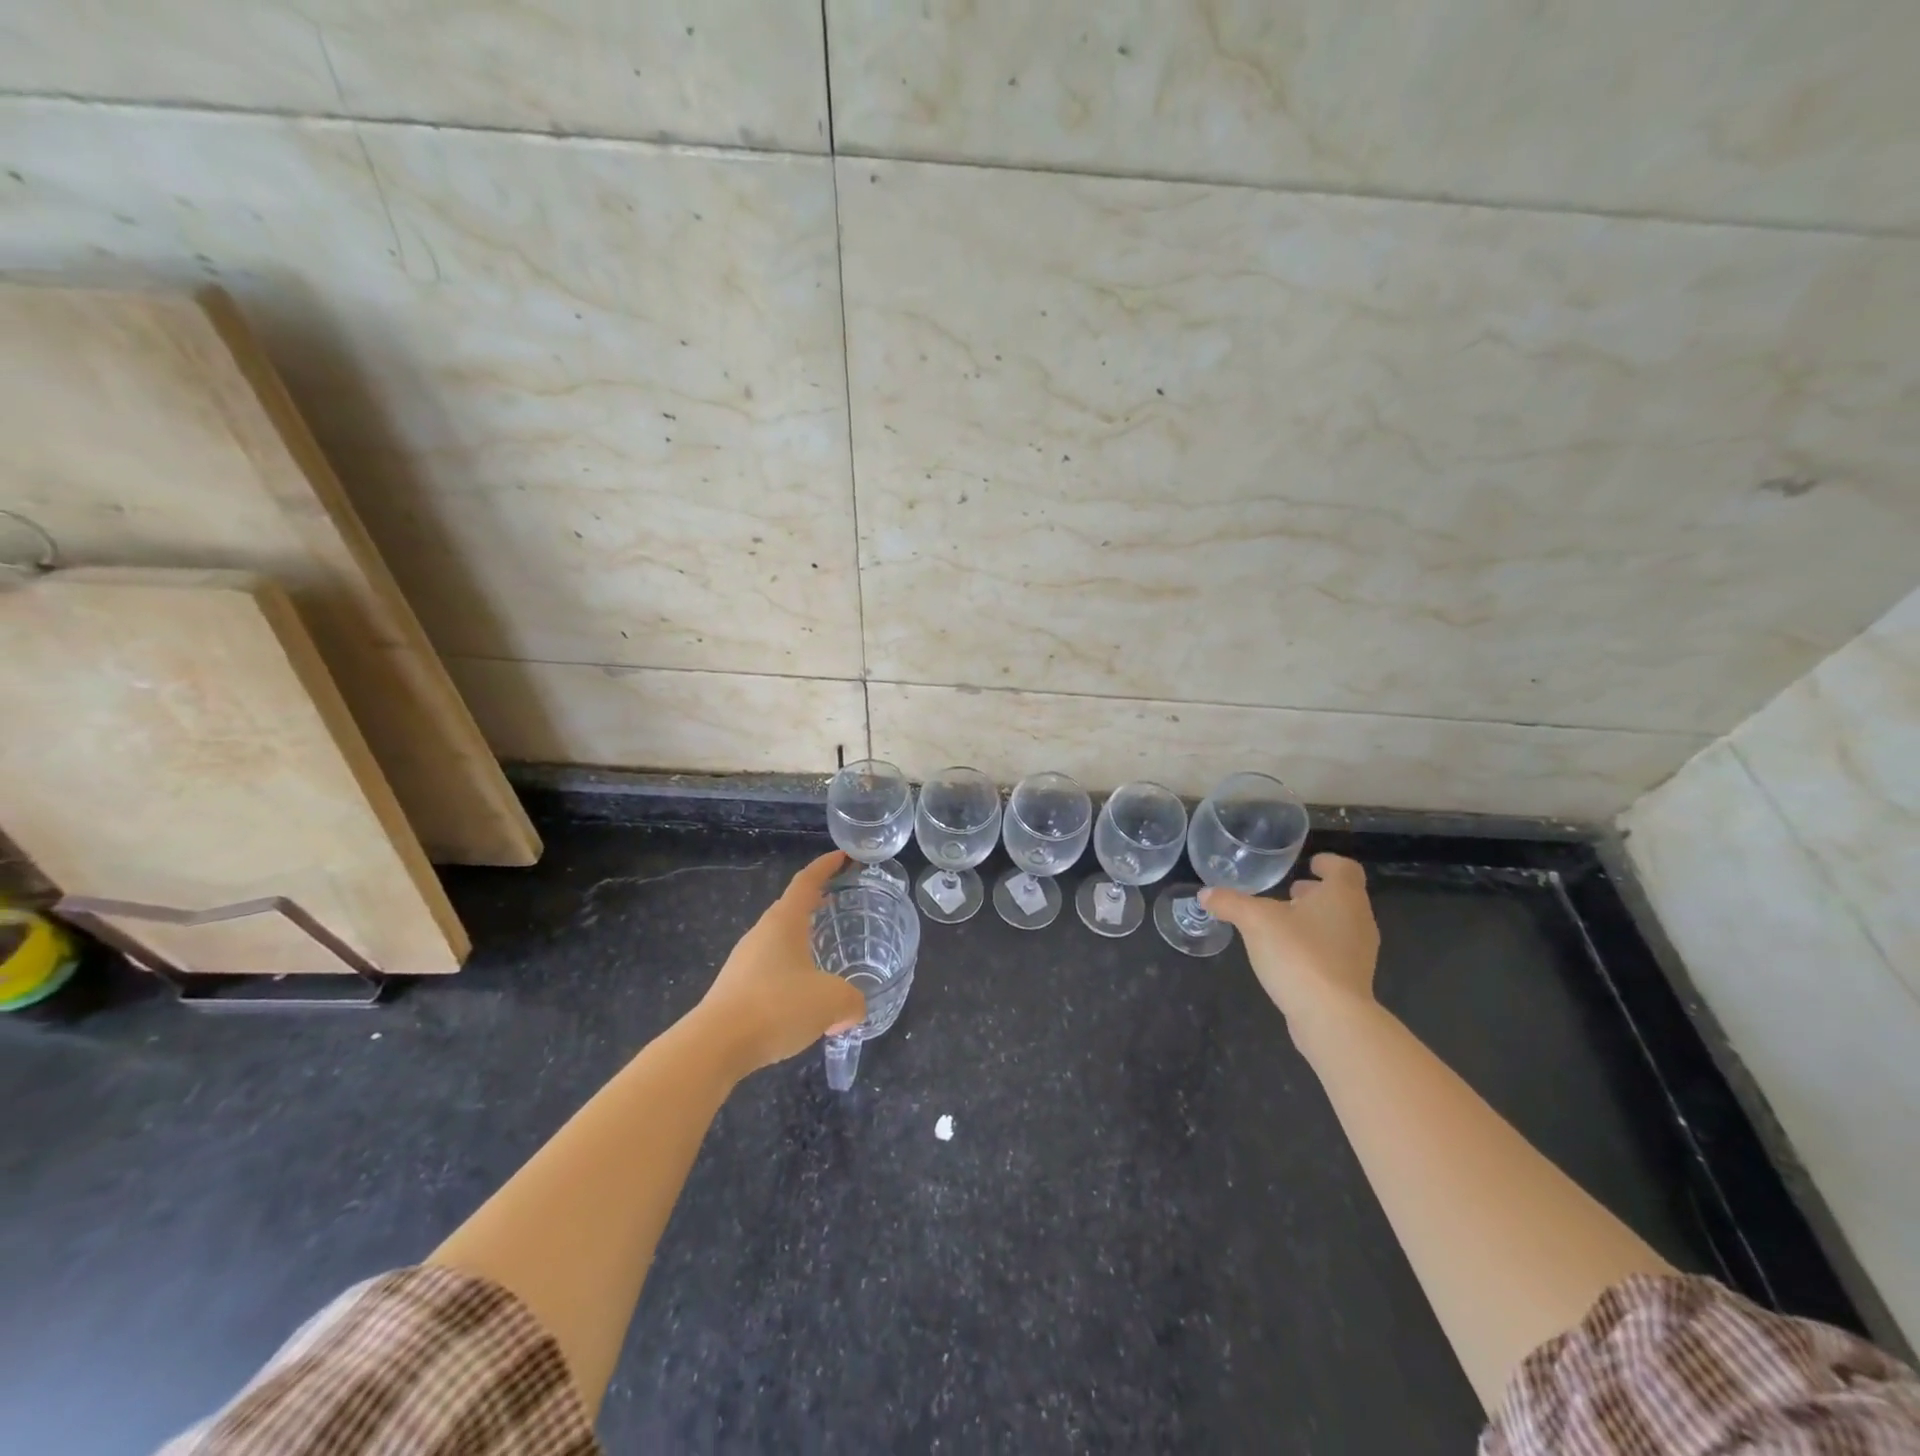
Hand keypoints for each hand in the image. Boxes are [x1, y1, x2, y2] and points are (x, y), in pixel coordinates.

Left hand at [693, 851, 866, 1078]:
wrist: (715, 1045)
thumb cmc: (777, 1006)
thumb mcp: (831, 1001)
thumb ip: (852, 1001)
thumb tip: (853, 1009)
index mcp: (784, 922)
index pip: (807, 882)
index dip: (826, 866)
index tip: (843, 856)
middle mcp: (762, 934)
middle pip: (790, 909)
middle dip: (815, 903)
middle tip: (839, 903)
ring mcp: (744, 961)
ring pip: (779, 942)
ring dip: (802, 942)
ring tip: (825, 955)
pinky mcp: (735, 989)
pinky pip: (770, 970)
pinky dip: (790, 974)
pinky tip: (803, 1000)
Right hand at [1201, 853, 1380, 1039]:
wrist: (1332, 1018)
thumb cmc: (1299, 954)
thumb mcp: (1255, 921)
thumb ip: (1230, 903)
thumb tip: (1205, 894)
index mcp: (1343, 897)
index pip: (1345, 869)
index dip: (1328, 863)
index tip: (1310, 864)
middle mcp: (1359, 920)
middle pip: (1342, 897)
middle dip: (1316, 893)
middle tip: (1289, 893)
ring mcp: (1359, 953)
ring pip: (1339, 925)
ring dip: (1314, 920)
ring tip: (1283, 924)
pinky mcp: (1352, 980)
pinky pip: (1334, 952)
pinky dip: (1315, 946)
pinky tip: (1288, 956)